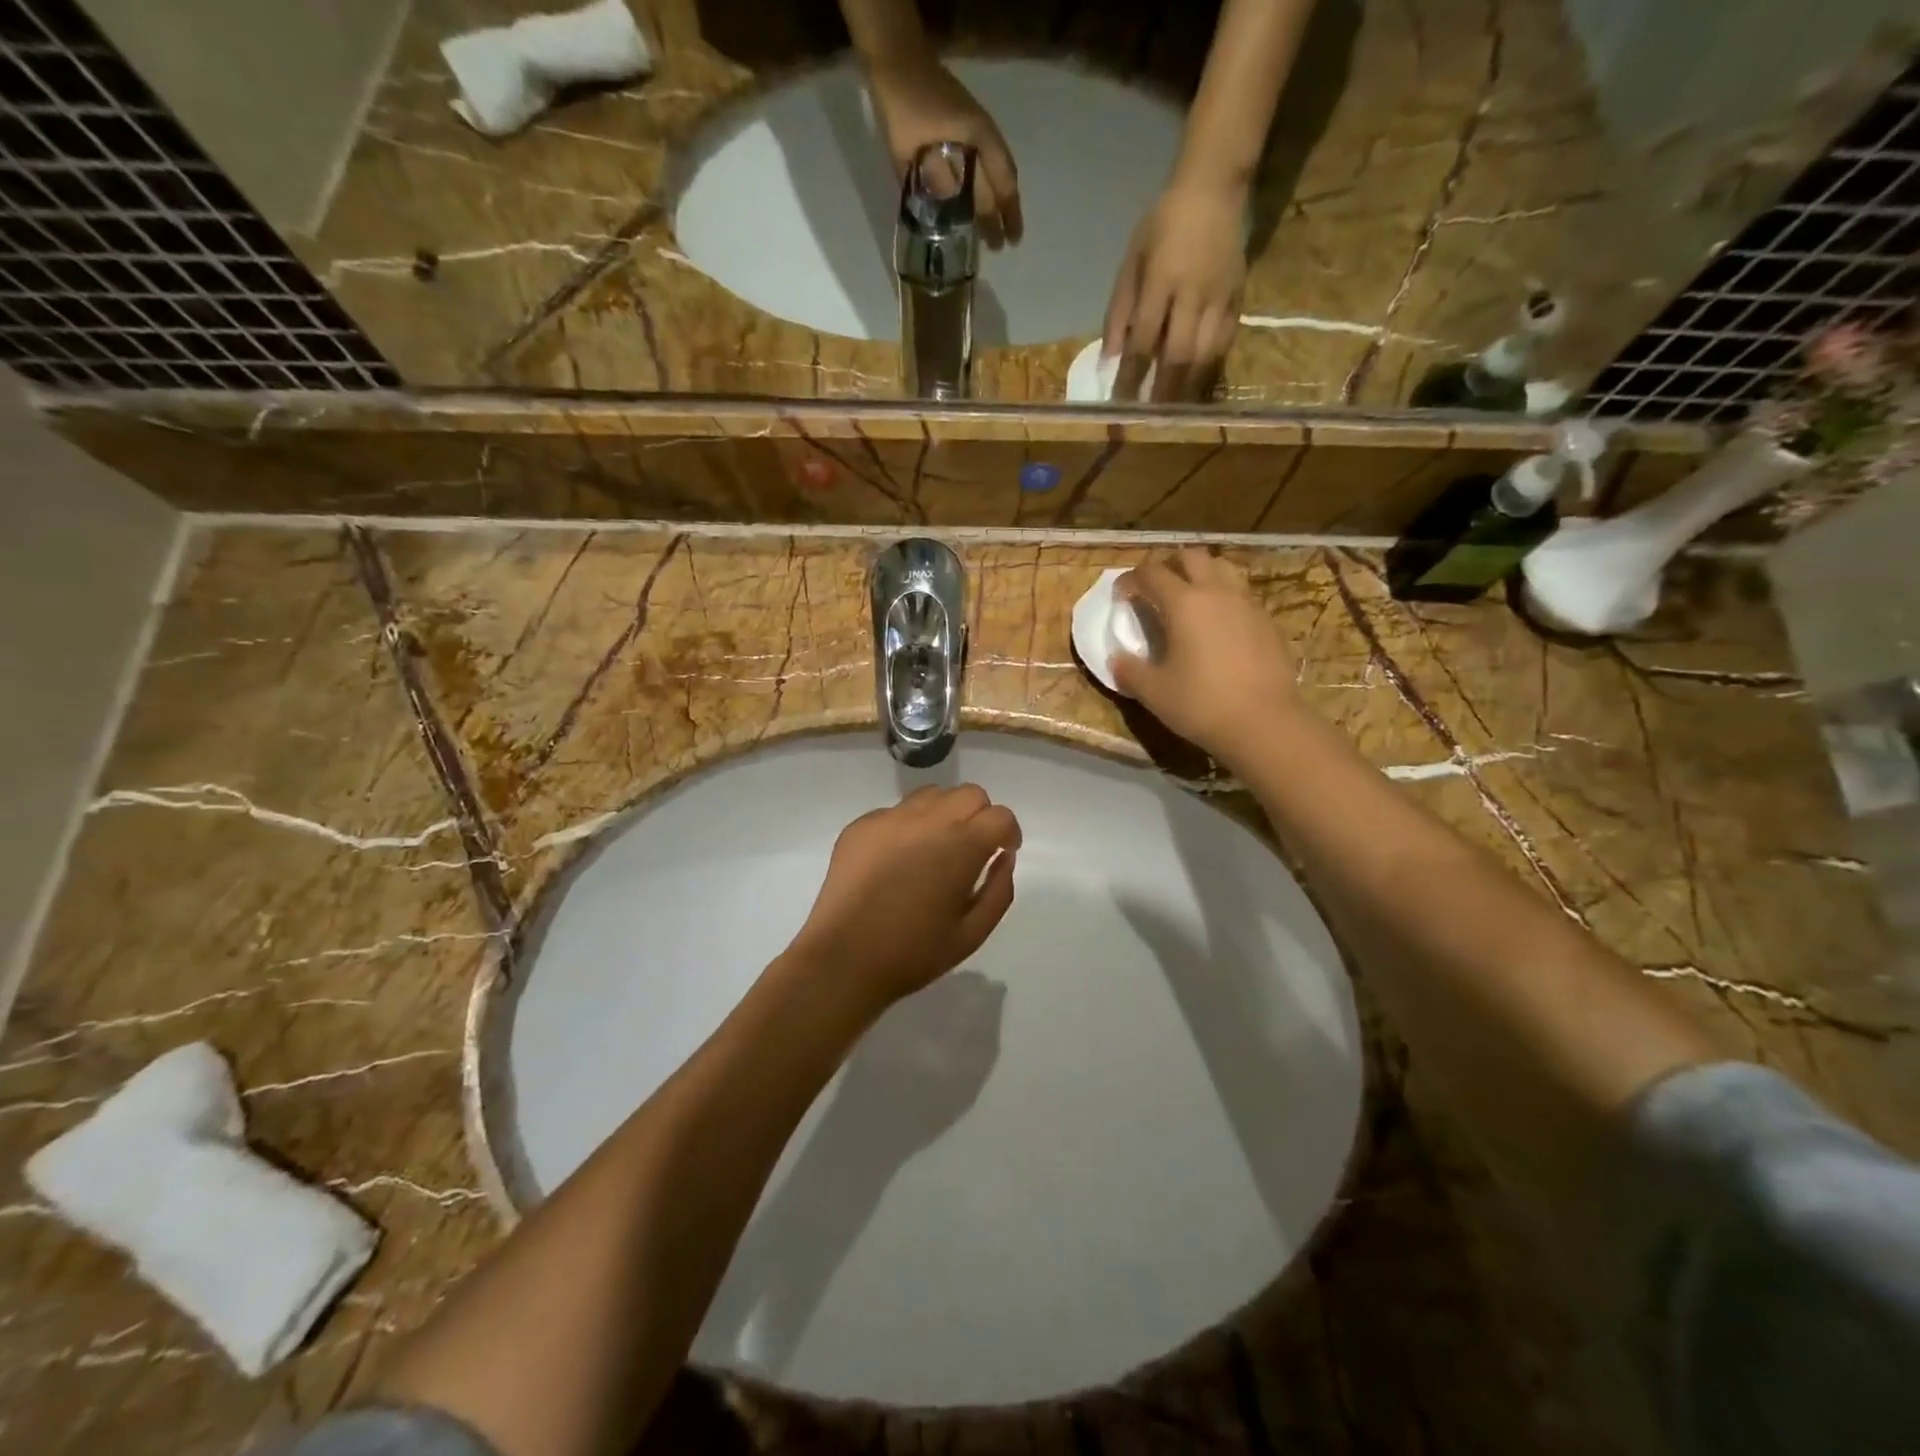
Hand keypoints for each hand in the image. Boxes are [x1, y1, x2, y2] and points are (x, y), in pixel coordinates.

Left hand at [788, 785, 1020, 1013]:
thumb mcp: (972, 933)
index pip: (1000, 816)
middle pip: (969, 794)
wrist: (843, 959)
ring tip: (934, 849)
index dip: (1008, 833)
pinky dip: (908, 827)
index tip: (1002, 852)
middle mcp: (928, 820)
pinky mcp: (861, 825)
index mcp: (961, 845)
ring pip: (932, 795)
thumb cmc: (914, 953)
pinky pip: (896, 812)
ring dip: (944, 814)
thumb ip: (999, 890)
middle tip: (970, 850)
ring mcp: (890, 818)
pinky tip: (897, 861)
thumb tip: (1004, 857)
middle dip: (979, 816)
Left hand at [866, 52, 1022, 247]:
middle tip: (999, 246)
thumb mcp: (914, 151)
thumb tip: (947, 217)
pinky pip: (975, 166)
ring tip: (989, 232)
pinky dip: (976, 188)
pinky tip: (970, 207)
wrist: (895, 62)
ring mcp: (971, 133)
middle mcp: (980, 138)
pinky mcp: (959, 130)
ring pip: (987, 177)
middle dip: (999, 216)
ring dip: (989, 205)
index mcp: (977, 139)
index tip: (1011, 240)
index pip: (1002, 183)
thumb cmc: (905, 108)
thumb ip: (932, 184)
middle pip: (996, 184)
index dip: (1007, 213)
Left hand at [1102, 179, 1246, 401]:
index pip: (1143, 342)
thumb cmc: (1163, 226)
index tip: (1120, 402)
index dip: (1131, 376)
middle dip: (1162, 392)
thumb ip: (1119, 313)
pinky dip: (1209, 370)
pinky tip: (1196, 385)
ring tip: (1172, 410)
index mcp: (1161, 282)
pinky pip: (1225, 345)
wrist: (1214, 189)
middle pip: (1178, 356)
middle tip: (1149, 417)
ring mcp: (1220, 298)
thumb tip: (1109, 361)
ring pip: (1205, 356)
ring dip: (1187, 388)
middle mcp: (1193, 294)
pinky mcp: (1239, 299)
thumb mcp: (1131, 264)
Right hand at [1114, 548, 1302, 764]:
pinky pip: (1241, 595)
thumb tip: (1116, 659)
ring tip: (1190, 599)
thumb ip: (1129, 670)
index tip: (1120, 595)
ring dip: (1201, 574)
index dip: (1130, 579)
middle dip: (1169, 565)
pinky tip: (1218, 626)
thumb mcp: (1153, 692)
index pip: (1151, 573)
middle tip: (1155, 588)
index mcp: (1184, 603)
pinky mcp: (1268, 622)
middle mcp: (1217, 593)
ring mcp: (1247, 604)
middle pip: (1191, 557)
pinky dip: (1224, 598)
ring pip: (1223, 569)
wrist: (1265, 723)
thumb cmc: (1201, 704)